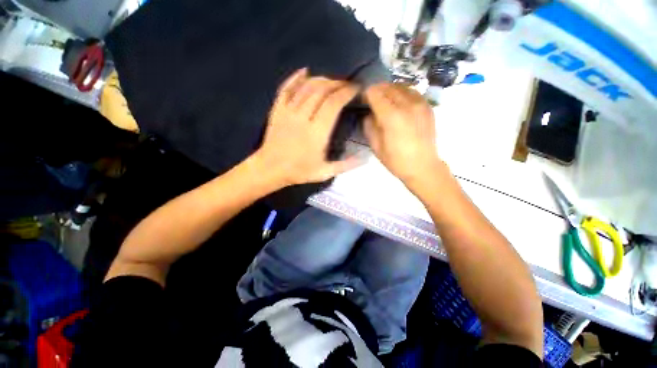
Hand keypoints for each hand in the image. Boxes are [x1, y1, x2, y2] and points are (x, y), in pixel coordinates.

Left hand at [254, 68, 360, 186]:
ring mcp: (288, 111)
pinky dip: (295, 78)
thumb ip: (346, 164)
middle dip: (336, 83)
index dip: (346, 92)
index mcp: (316, 132)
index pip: (334, 103)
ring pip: (305, 87)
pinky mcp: (277, 109)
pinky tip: (305, 71)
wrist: (269, 169)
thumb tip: (367, 157)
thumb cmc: (298, 171)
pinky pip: (285, 89)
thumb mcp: (325, 172)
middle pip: (321, 90)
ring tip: (331, 80)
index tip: (356, 88)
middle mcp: (302, 117)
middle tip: (346, 83)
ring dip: (321, 79)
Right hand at [364, 83, 441, 184]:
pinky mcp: (427, 106)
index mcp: (391, 115)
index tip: (364, 102)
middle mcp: (406, 105)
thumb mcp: (375, 145)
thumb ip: (369, 123)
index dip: (366, 95)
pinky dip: (404, 93)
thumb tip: (369, 111)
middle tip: (375, 101)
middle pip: (386, 86)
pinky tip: (402, 103)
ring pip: (400, 85)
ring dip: (391, 90)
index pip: (373, 92)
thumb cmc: (397, 160)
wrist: (424, 167)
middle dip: (378, 91)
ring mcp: (419, 104)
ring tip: (388, 100)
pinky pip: (412, 91)